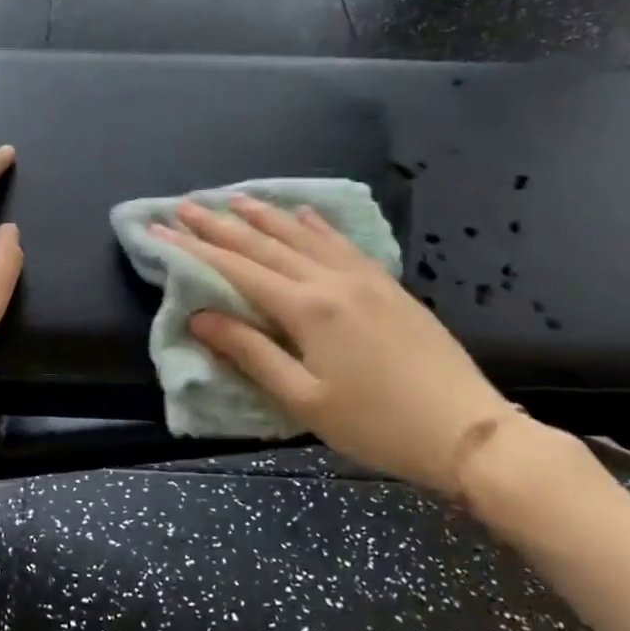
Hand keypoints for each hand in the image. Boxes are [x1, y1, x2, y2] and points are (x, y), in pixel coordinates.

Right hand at [151, 195, 516, 494]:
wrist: (469, 432)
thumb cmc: (377, 425)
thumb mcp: (304, 400)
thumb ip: (251, 352)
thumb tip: (201, 316)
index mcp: (307, 309)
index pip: (236, 269)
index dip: (194, 249)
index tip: (160, 230)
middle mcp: (331, 281)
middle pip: (264, 244)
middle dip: (220, 224)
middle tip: (185, 205)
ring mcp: (363, 278)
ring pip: (302, 235)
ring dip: (264, 215)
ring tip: (233, 198)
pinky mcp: (387, 285)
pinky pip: (341, 243)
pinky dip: (315, 225)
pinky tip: (303, 213)